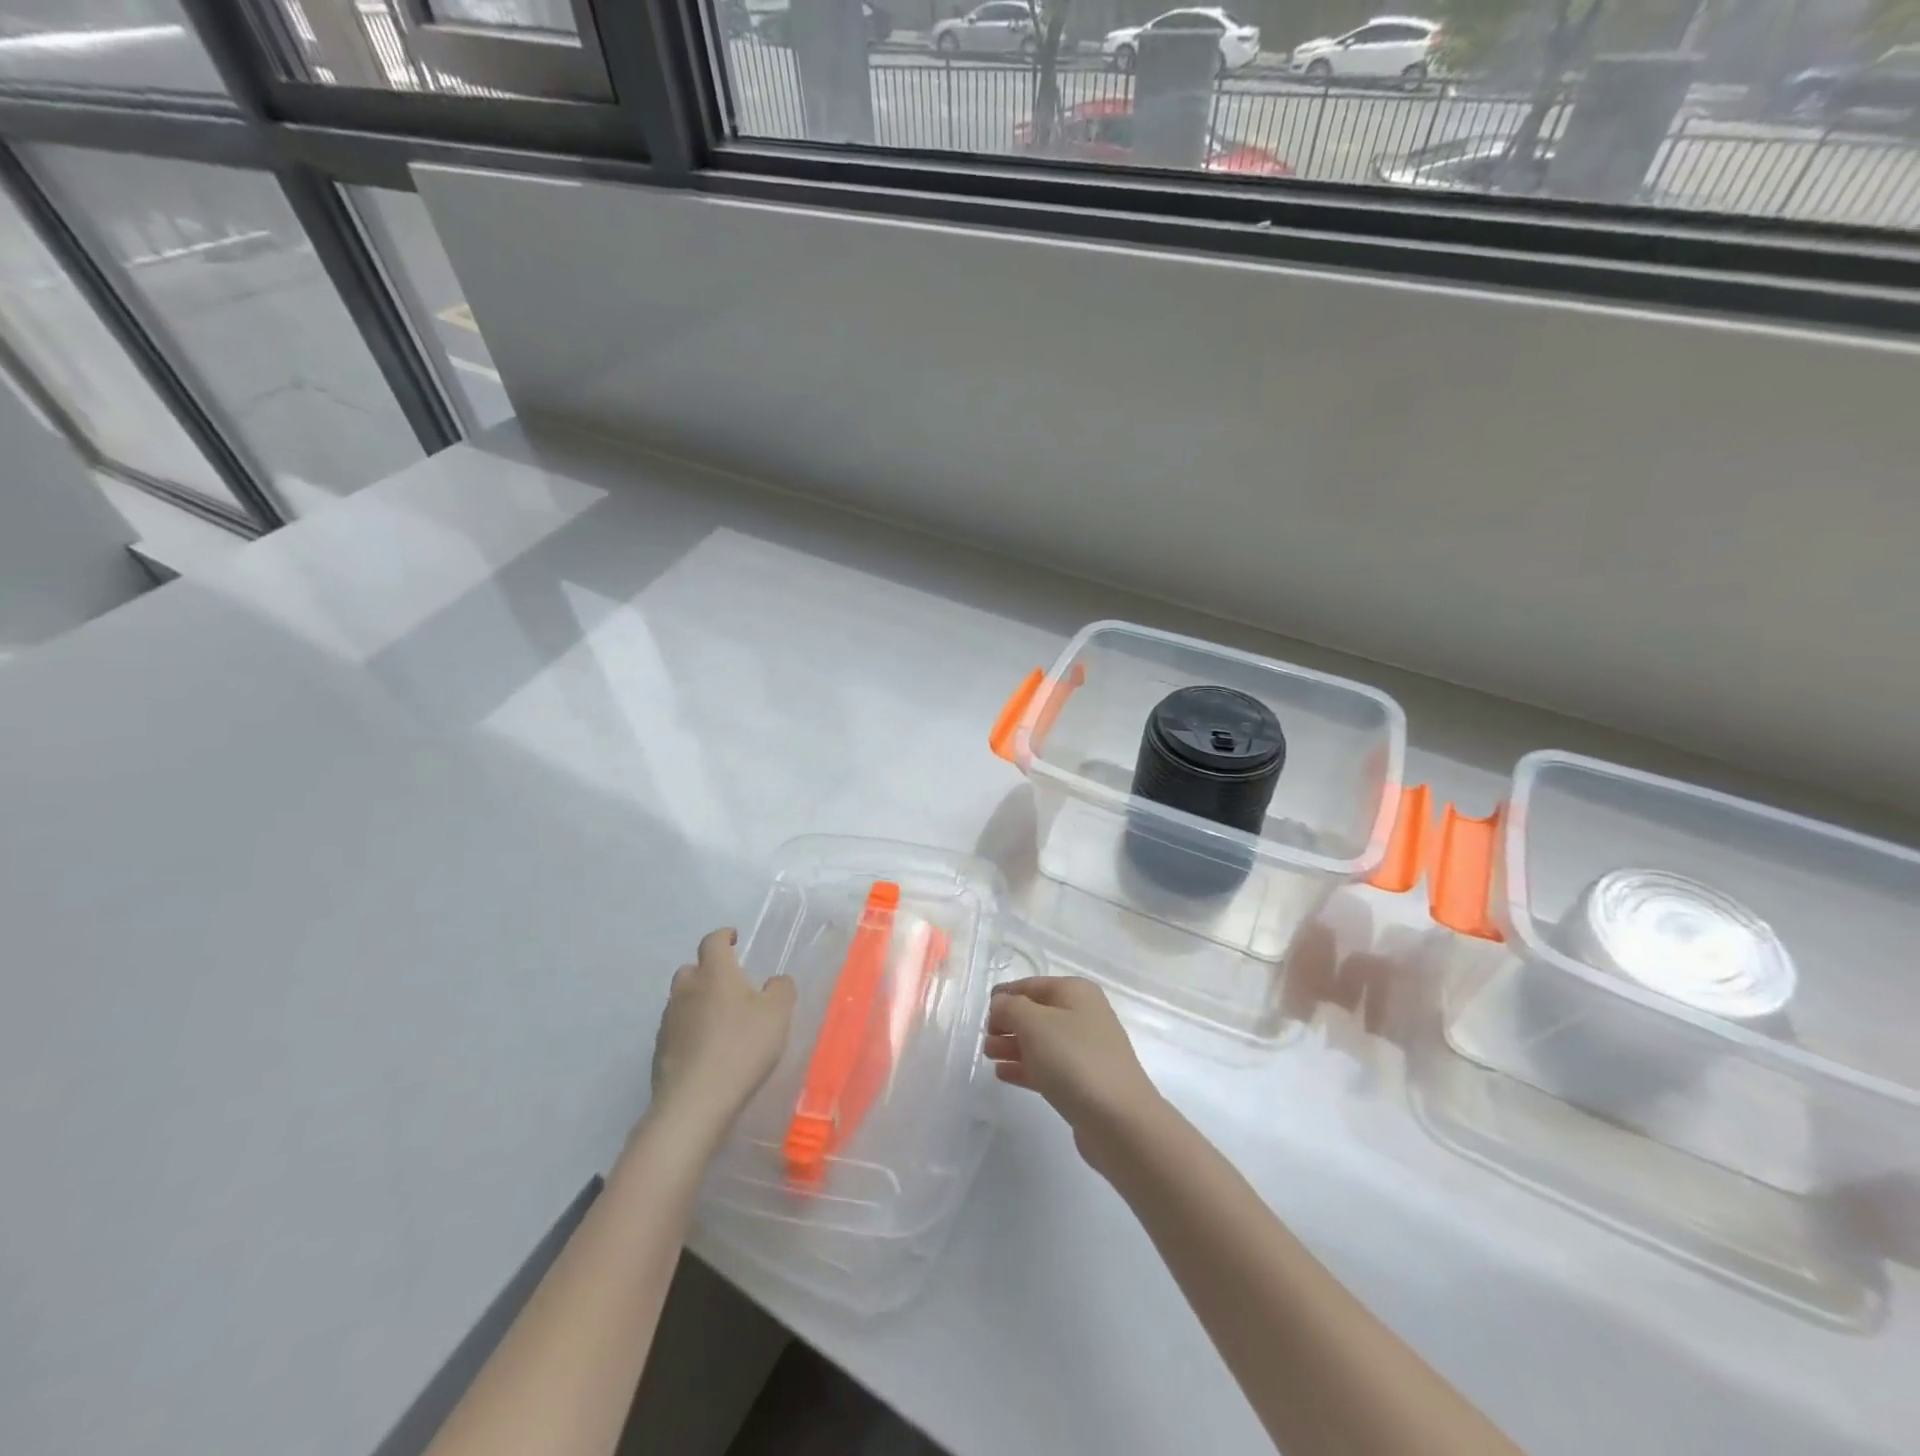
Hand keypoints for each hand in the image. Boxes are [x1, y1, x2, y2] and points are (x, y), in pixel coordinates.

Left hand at [648, 928, 796, 1142]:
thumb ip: (781, 990)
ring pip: (682, 1000)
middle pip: (692, 969)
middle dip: (707, 971)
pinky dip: (690, 1031)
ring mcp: (668, 1021)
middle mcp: (686, 990)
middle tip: (729, 984)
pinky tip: (706, 1050)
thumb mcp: (778, 1014)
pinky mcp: (660, 1051)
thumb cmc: (742, 1047)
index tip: (734, 938)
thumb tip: (775, 981)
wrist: (695, 1102)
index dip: (724, 936)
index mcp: (715, 973)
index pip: (713, 941)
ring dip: (697, 1002)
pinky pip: (677, 1029)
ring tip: (720, 1021)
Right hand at [985, 977, 1162, 1172]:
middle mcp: (1083, 1015)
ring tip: (989, 1056)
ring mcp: (1086, 1050)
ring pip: (1041, 1042)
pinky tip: (1003, 1075)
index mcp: (1076, 992)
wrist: (1119, 1120)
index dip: (1005, 995)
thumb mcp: (1034, 1023)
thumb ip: (1010, 1007)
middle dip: (1008, 1023)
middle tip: (985, 1039)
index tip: (982, 1012)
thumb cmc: (1073, 1060)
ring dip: (1013, 1046)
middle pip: (1036, 1013)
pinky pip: (1048, 1067)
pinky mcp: (1084, 1081)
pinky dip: (1025, 1067)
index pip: (1032, 985)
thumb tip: (1001, 1004)